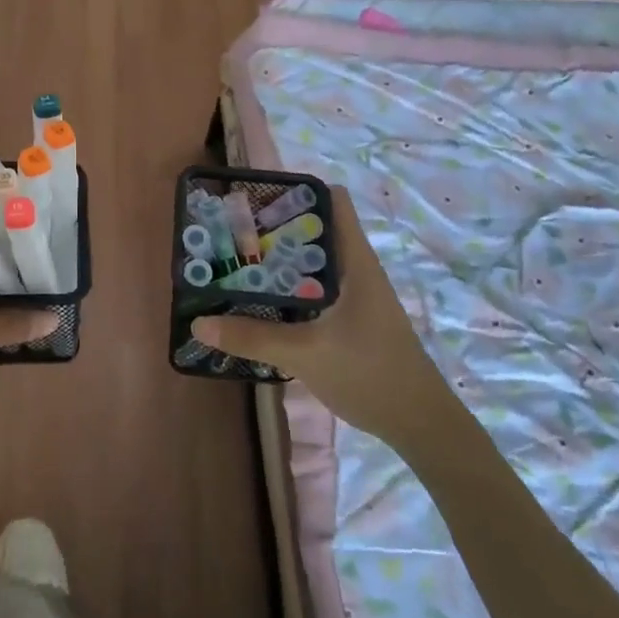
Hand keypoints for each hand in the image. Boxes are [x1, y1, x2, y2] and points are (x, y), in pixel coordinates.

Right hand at [193, 185, 453, 447]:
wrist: (420, 426)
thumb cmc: (371, 374)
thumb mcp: (305, 354)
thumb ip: (251, 337)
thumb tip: (198, 324)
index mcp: (356, 262)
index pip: (333, 201)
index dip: (298, 191)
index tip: (258, 199)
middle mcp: (357, 270)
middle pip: (317, 230)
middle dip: (277, 228)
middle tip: (235, 233)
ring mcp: (357, 296)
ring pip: (315, 262)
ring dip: (282, 261)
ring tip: (239, 262)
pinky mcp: (353, 319)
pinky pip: (316, 289)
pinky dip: (291, 288)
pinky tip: (263, 302)